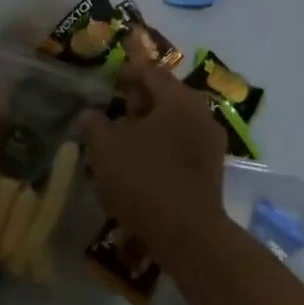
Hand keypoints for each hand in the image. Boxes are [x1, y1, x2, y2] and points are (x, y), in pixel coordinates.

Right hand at [80, 55, 226, 254]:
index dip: (127, 73)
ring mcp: (212, 142)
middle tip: (115, 113)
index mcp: (178, 99)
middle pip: (168, 96)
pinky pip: (184, 146)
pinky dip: (164, 147)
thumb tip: (90, 114)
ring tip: (125, 142)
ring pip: (176, 123)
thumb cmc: (143, 180)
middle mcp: (201, 113)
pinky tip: (144, 165)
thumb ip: (94, 125)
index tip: (108, 83)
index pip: (152, 72)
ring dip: (151, 127)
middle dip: (140, 102)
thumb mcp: (104, 150)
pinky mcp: (213, 169)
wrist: (187, 233)